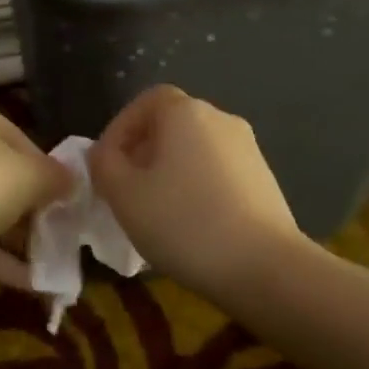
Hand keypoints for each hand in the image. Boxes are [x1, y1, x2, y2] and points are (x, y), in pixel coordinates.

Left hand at [0, 98, 68, 288]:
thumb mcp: (28, 177)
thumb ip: (56, 176)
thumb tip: (71, 180)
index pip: (19, 138)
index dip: (47, 171)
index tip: (66, 201)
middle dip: (31, 206)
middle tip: (59, 232)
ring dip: (15, 235)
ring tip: (50, 262)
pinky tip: (29, 283)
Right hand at [89, 85, 304, 299]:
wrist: (265, 267)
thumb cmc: (184, 222)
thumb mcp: (124, 195)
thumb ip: (103, 165)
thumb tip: (104, 154)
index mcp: (186, 112)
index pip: (145, 101)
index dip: (120, 128)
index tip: (105, 164)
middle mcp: (221, 119)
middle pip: (171, 125)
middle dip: (142, 153)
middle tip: (124, 191)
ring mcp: (248, 149)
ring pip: (194, 151)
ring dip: (169, 173)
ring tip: (154, 212)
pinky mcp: (264, 180)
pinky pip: (217, 172)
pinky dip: (196, 188)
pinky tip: (190, 226)